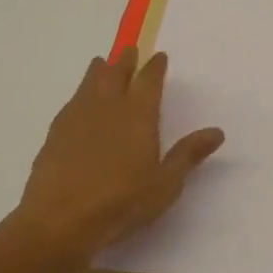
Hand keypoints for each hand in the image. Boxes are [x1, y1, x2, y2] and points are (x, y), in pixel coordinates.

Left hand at [6, 48, 223, 267]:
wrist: (59, 221)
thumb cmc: (121, 203)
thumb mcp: (165, 184)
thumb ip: (188, 155)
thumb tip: (217, 132)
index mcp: (138, 115)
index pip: (149, 80)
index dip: (155, 67)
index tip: (160, 57)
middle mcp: (108, 107)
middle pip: (117, 73)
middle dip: (125, 60)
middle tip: (130, 51)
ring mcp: (78, 117)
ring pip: (90, 83)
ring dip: (98, 71)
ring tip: (101, 63)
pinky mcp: (55, 133)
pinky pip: (71, 103)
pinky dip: (79, 95)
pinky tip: (77, 102)